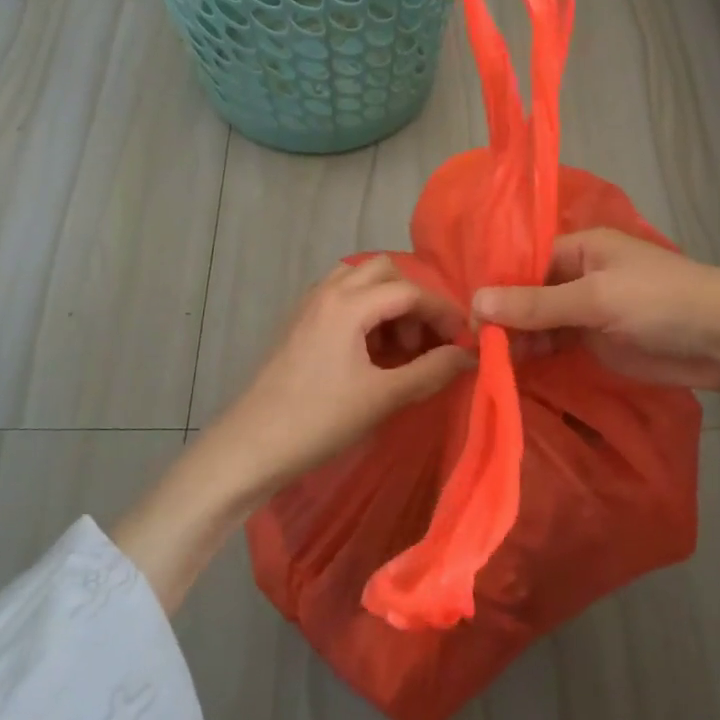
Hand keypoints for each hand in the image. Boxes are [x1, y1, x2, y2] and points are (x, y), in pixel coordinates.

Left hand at [206, 256, 473, 501]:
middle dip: (413, 300)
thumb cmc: (319, 421)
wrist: (250, 446)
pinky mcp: (298, 324)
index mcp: (347, 304)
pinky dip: (365, 314)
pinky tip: (371, 354)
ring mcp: (308, 306)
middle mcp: (327, 292)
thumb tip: (469, 355)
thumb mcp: (382, 397)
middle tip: (425, 341)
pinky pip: (340, 300)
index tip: (464, 339)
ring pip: (359, 283)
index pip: (409, 291)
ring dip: (387, 304)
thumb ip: (431, 371)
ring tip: (398, 348)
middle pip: (383, 272)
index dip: (443, 312)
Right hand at [472, 228, 719, 390]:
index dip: (496, 290)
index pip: (523, 265)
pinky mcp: (599, 343)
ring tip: (492, 365)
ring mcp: (589, 312)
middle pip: (528, 296)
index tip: (470, 322)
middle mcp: (579, 276)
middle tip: (478, 352)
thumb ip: (537, 304)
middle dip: (505, 320)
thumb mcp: (596, 298)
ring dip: (519, 341)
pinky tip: (515, 372)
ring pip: (540, 323)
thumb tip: (476, 302)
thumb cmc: (663, 303)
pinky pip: (558, 346)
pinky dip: (539, 357)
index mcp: (579, 249)